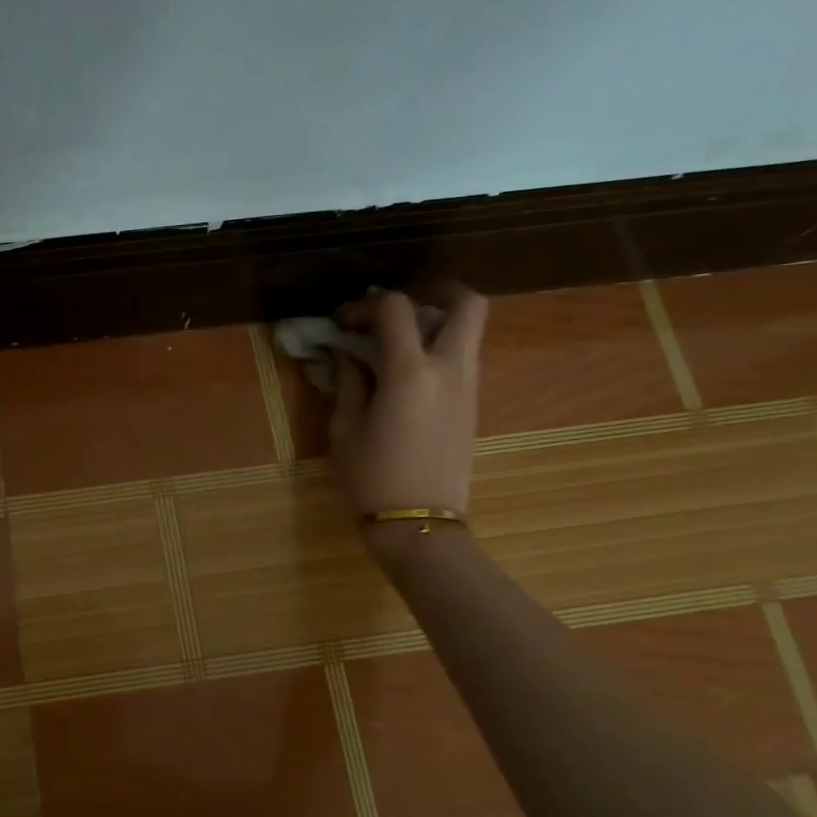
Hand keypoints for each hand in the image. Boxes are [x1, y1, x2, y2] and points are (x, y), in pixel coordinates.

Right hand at [330, 286, 488, 520]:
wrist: (419, 523)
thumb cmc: (371, 476)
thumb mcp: (345, 427)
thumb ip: (349, 381)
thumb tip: (348, 353)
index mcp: (410, 372)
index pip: (395, 308)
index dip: (365, 305)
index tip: (344, 322)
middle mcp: (449, 369)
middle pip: (467, 305)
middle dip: (436, 293)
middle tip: (400, 308)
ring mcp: (469, 388)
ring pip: (469, 332)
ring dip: (437, 324)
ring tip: (396, 344)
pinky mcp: (472, 406)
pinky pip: (463, 360)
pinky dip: (440, 351)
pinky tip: (407, 374)